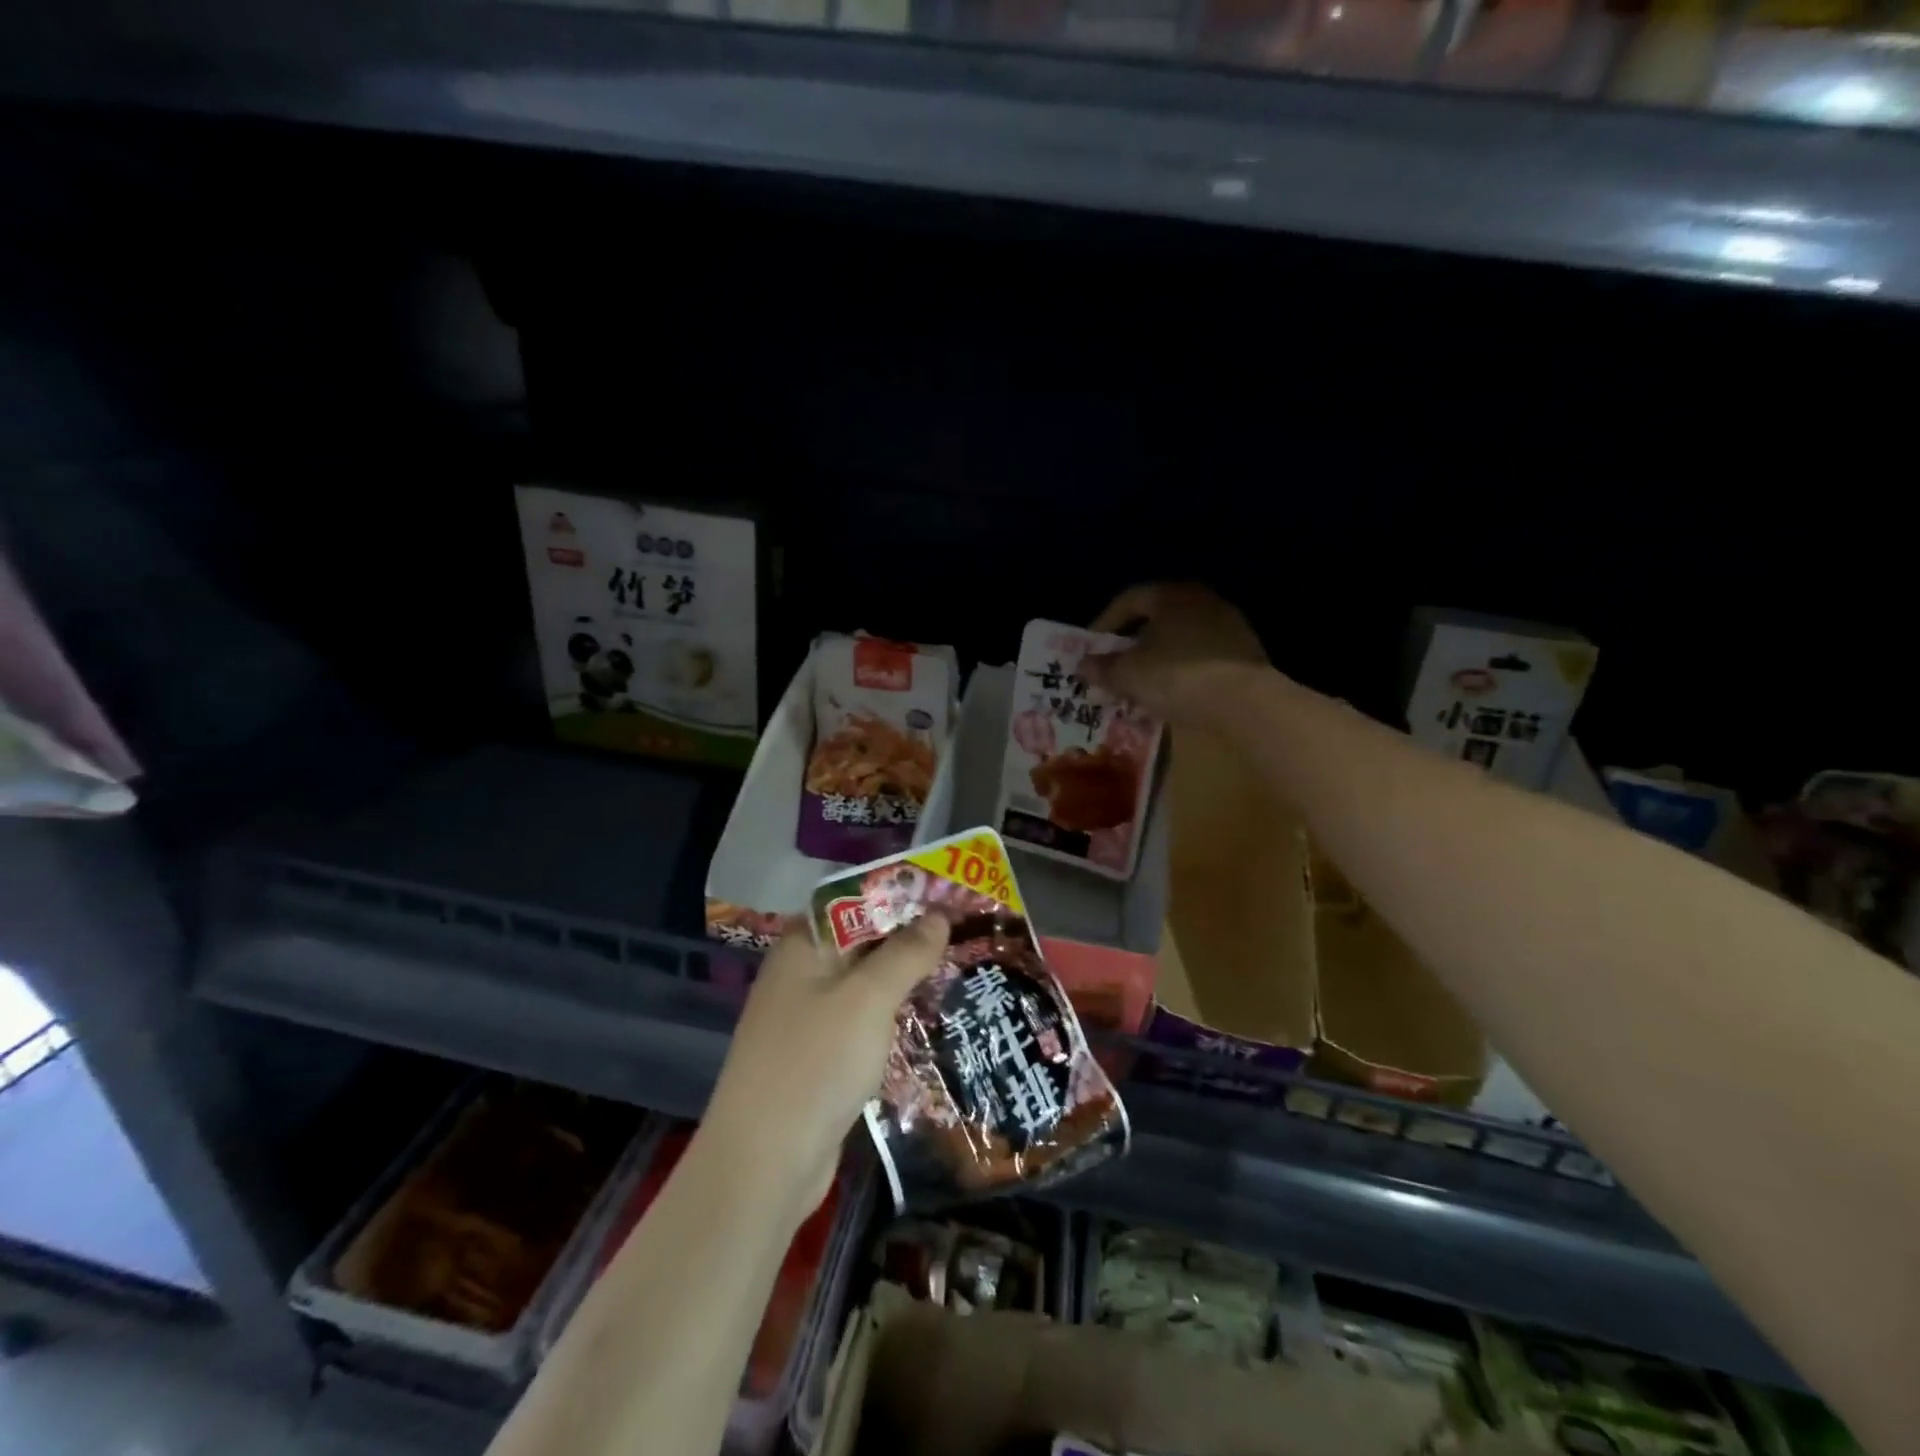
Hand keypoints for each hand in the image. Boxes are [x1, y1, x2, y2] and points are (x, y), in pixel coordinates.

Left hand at [698, 917, 949, 1221]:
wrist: (764, 1164)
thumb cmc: (815, 1063)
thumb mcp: (868, 999)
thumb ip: (905, 953)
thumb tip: (938, 916)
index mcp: (802, 946)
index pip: (852, 900)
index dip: (897, 892)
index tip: (944, 893)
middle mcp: (800, 974)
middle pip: (859, 940)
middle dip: (907, 935)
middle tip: (963, 931)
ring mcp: (806, 1018)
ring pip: (862, 983)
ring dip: (902, 977)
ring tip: (955, 968)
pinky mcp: (817, 1057)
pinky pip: (860, 1020)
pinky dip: (889, 1015)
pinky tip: (925, 1017)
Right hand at [1083, 583, 1267, 726]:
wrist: (1245, 702)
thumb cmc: (1176, 676)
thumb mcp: (1128, 674)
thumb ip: (1103, 667)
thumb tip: (1082, 665)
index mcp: (1171, 595)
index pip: (1129, 599)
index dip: (1104, 622)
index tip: (1091, 648)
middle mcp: (1202, 601)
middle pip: (1157, 617)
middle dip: (1133, 642)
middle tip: (1115, 665)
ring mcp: (1229, 626)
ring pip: (1181, 637)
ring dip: (1159, 656)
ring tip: (1143, 683)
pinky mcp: (1246, 653)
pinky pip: (1202, 656)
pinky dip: (1184, 669)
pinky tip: (1174, 692)